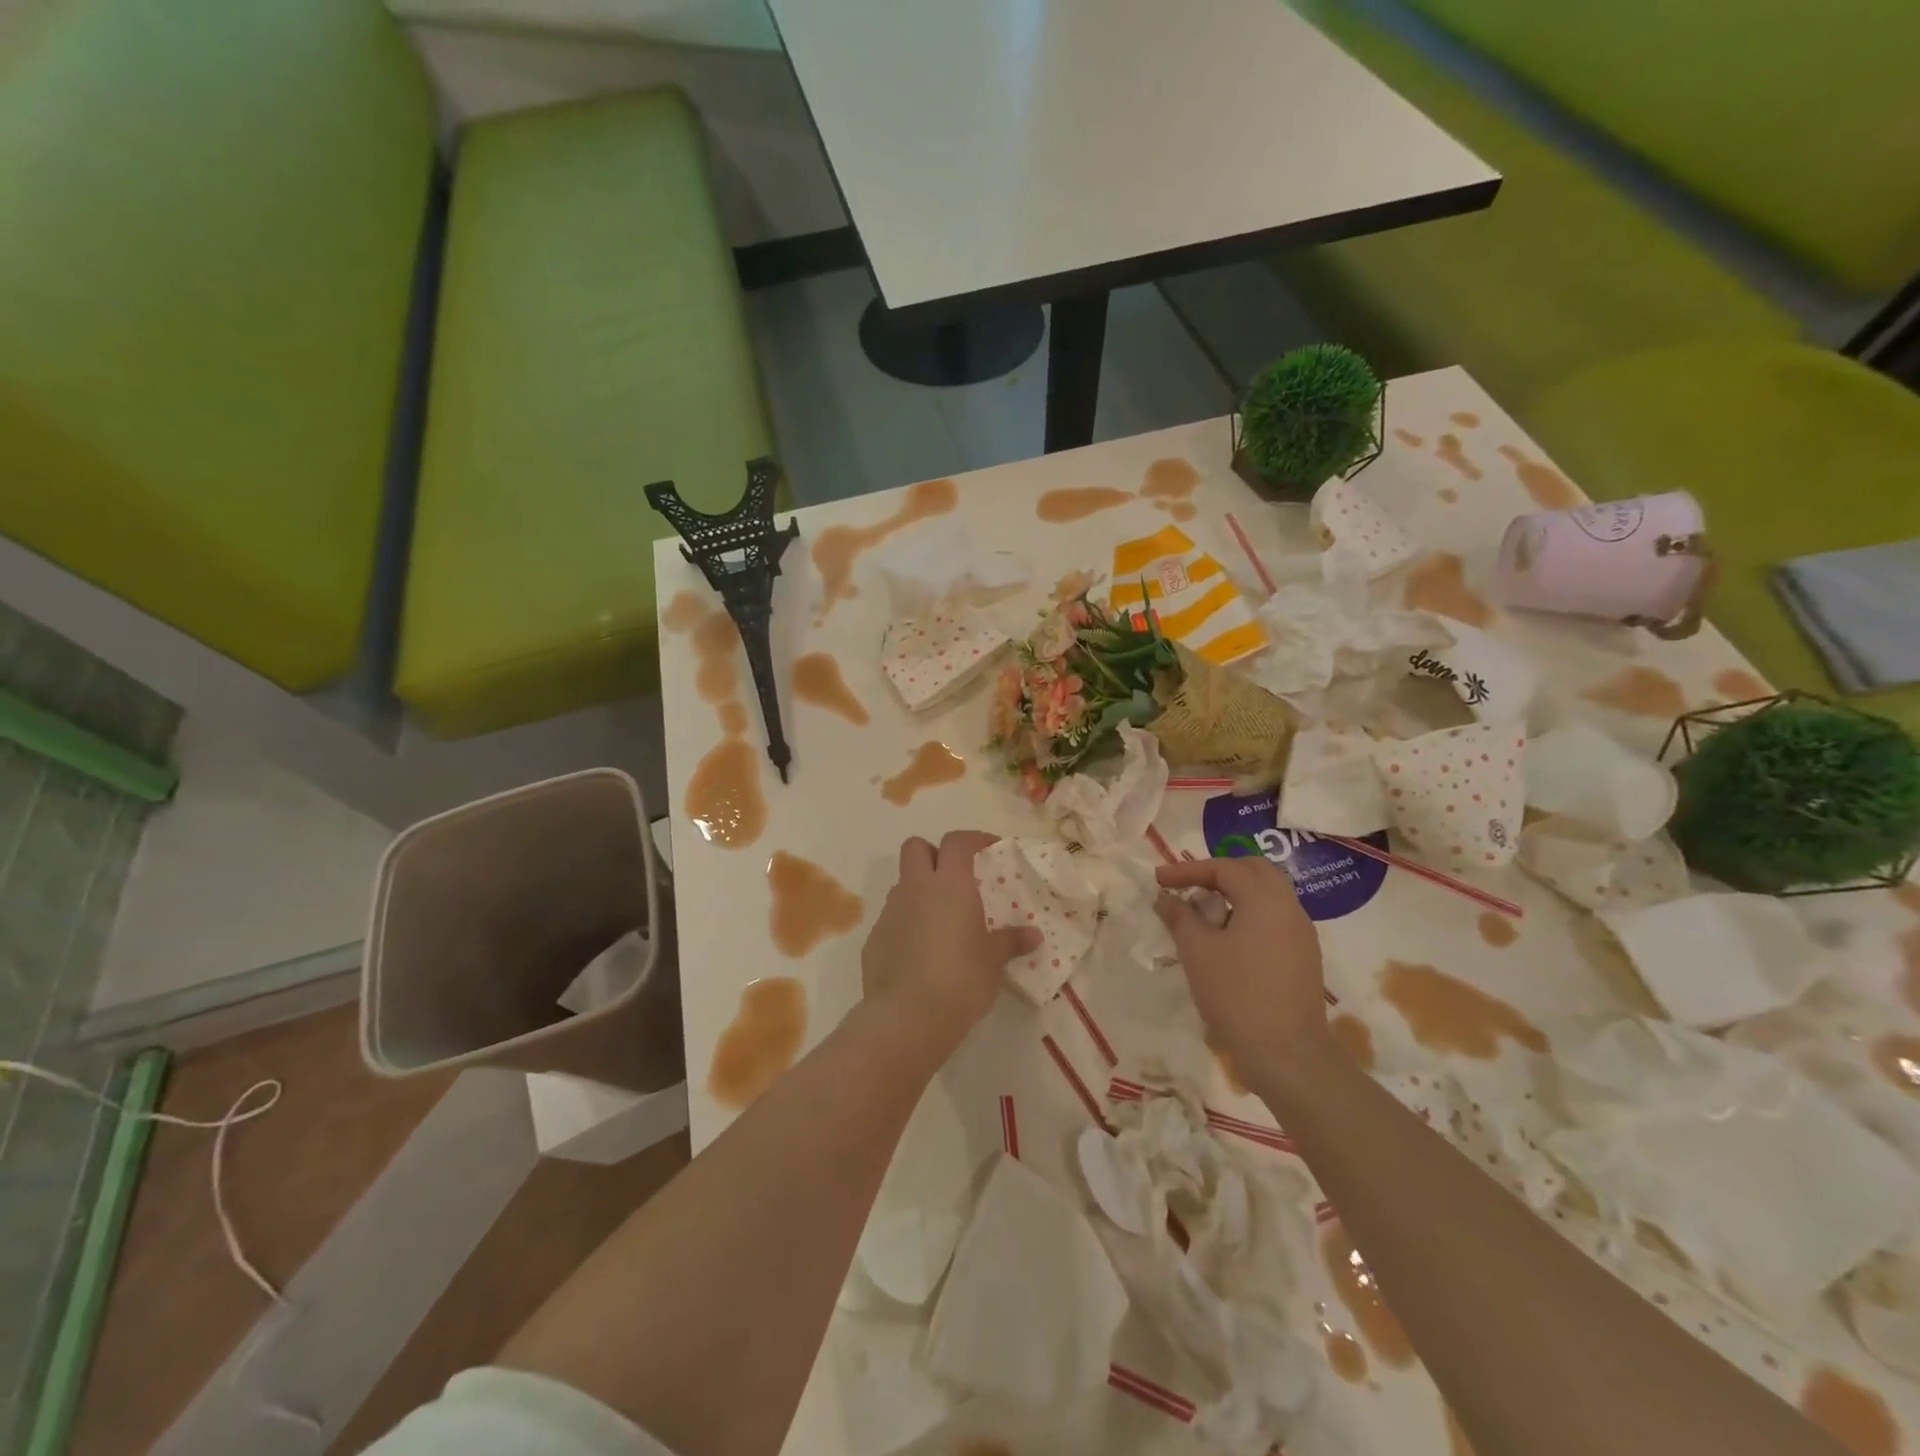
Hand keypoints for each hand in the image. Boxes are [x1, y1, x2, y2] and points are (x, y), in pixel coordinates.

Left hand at [863, 832, 1040, 1031]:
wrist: (907, 1017)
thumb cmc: (961, 979)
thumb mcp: (994, 961)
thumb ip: (1011, 942)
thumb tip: (1033, 935)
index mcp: (949, 884)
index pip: (957, 842)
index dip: (973, 839)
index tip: (989, 849)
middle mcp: (915, 889)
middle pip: (915, 847)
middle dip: (933, 854)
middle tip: (954, 876)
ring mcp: (890, 912)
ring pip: (902, 883)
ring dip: (919, 891)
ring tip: (940, 919)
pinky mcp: (873, 939)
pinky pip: (892, 918)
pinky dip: (906, 924)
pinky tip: (920, 951)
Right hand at [1154, 855, 1329, 1073]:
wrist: (1287, 1055)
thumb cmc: (1236, 994)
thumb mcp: (1197, 951)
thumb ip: (1180, 916)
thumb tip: (1166, 898)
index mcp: (1265, 899)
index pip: (1224, 868)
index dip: (1188, 870)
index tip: (1159, 880)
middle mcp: (1289, 907)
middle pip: (1254, 871)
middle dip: (1218, 873)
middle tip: (1189, 886)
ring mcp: (1302, 934)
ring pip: (1268, 895)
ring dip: (1235, 894)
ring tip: (1205, 912)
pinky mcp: (1304, 957)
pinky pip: (1275, 919)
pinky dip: (1249, 914)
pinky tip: (1228, 939)